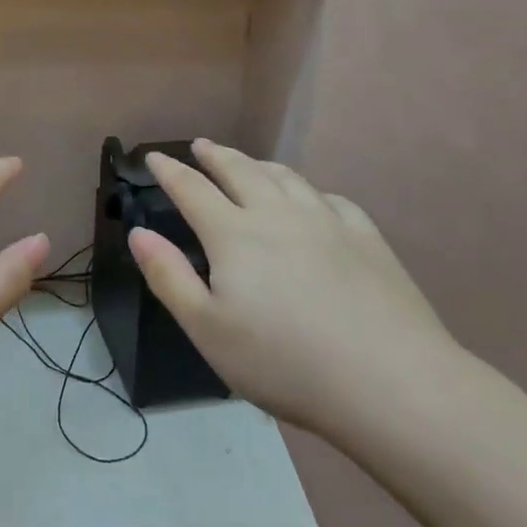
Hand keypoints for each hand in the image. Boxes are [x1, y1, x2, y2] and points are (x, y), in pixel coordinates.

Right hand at [129, 139, 458, 434]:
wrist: (389, 381)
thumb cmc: (283, 361)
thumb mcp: (207, 329)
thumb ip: (169, 277)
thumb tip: (138, 233)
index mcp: (234, 234)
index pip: (192, 189)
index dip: (169, 172)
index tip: (154, 158)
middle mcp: (277, 214)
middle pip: (240, 171)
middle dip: (215, 155)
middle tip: (201, 146)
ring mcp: (326, 220)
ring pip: (285, 178)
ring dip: (259, 165)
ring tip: (248, 163)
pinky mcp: (365, 237)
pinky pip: (329, 198)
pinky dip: (308, 190)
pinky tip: (311, 199)